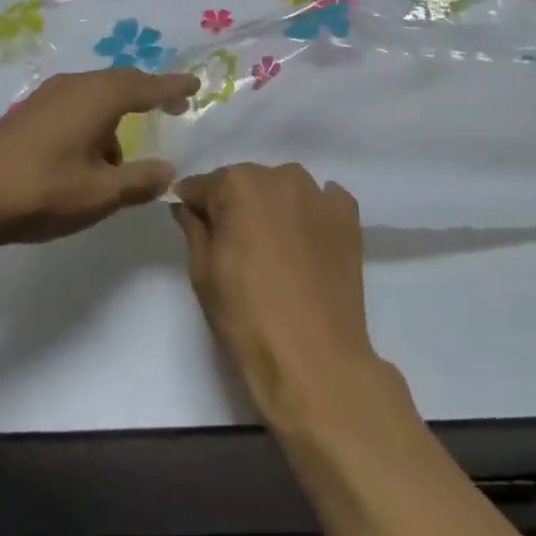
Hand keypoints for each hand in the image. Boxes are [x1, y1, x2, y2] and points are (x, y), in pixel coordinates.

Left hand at [0, 69, 197, 245]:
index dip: (173, 86)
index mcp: (99, 97)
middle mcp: (76, 86)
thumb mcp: (101, 194)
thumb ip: (140, 181)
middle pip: (121, 82)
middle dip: (148, 94)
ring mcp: (47, 96)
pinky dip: (92, 120)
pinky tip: (85, 154)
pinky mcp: (28, 111)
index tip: (195, 85)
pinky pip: (75, 104)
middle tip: (170, 106)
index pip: (148, 85)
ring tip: (119, 157)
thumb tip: (169, 170)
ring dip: (115, 116)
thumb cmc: (42, 190)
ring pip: (96, 94)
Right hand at [172, 164, 384, 423]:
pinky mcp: (348, 216)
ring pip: (284, 189)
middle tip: (236, 247)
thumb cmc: (247, 317)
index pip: (203, 185)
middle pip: (246, 183)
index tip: (193, 226)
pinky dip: (312, 214)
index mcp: (238, 185)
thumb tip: (186, 205)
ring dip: (275, 207)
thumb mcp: (203, 273)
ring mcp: (319, 194)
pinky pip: (323, 201)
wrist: (315, 358)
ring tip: (275, 248)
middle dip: (236, 206)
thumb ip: (193, 228)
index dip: (194, 206)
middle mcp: (280, 176)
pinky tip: (308, 244)